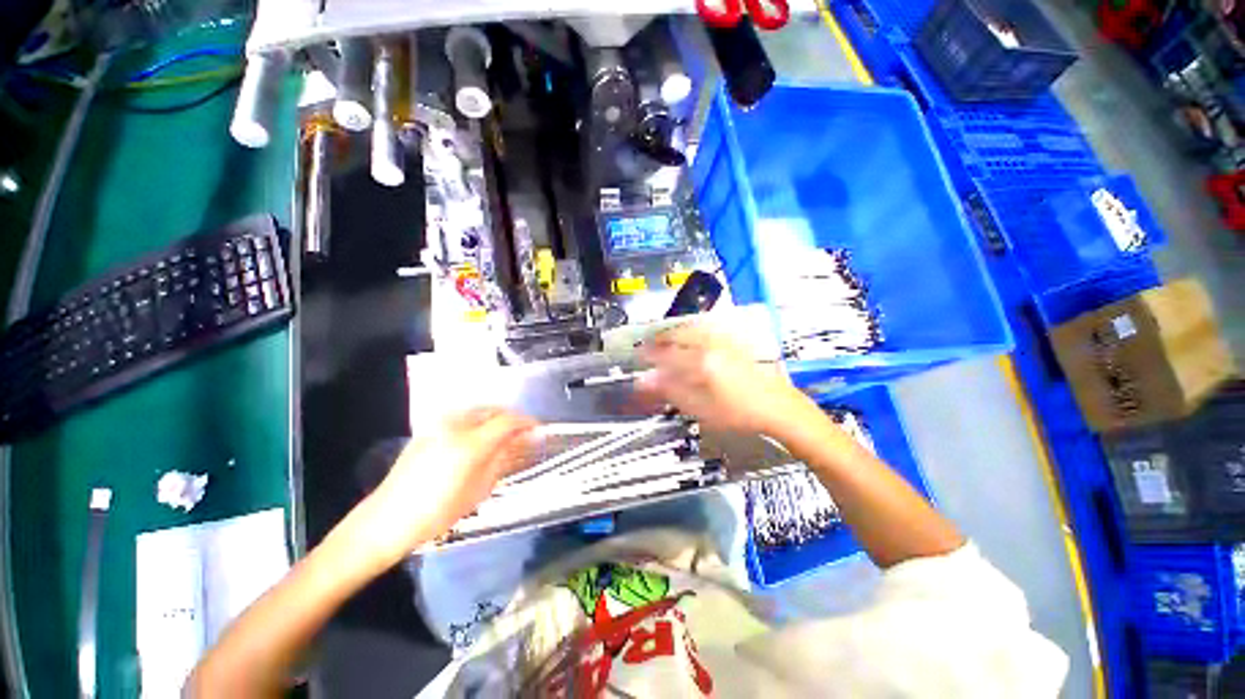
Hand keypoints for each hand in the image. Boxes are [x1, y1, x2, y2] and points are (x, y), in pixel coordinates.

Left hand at [353, 409, 538, 565]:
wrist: (387, 519)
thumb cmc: (438, 511)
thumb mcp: (479, 489)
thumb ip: (504, 458)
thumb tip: (524, 440)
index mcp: (470, 443)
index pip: (508, 420)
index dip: (527, 422)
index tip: (538, 430)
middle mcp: (456, 425)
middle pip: (494, 410)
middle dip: (512, 420)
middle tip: (522, 435)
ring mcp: (439, 424)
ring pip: (479, 410)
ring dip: (496, 419)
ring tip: (503, 436)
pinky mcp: (429, 428)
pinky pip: (463, 416)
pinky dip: (478, 422)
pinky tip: (479, 438)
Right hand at [637, 325, 812, 435]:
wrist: (779, 407)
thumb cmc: (739, 413)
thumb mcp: (700, 408)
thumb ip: (671, 391)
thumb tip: (646, 381)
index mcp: (701, 363)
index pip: (666, 353)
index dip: (649, 354)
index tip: (639, 355)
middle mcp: (711, 346)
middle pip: (678, 335)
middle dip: (660, 339)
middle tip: (649, 346)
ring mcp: (724, 342)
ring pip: (692, 328)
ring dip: (675, 332)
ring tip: (666, 339)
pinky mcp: (734, 343)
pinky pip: (707, 329)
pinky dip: (693, 330)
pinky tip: (691, 335)